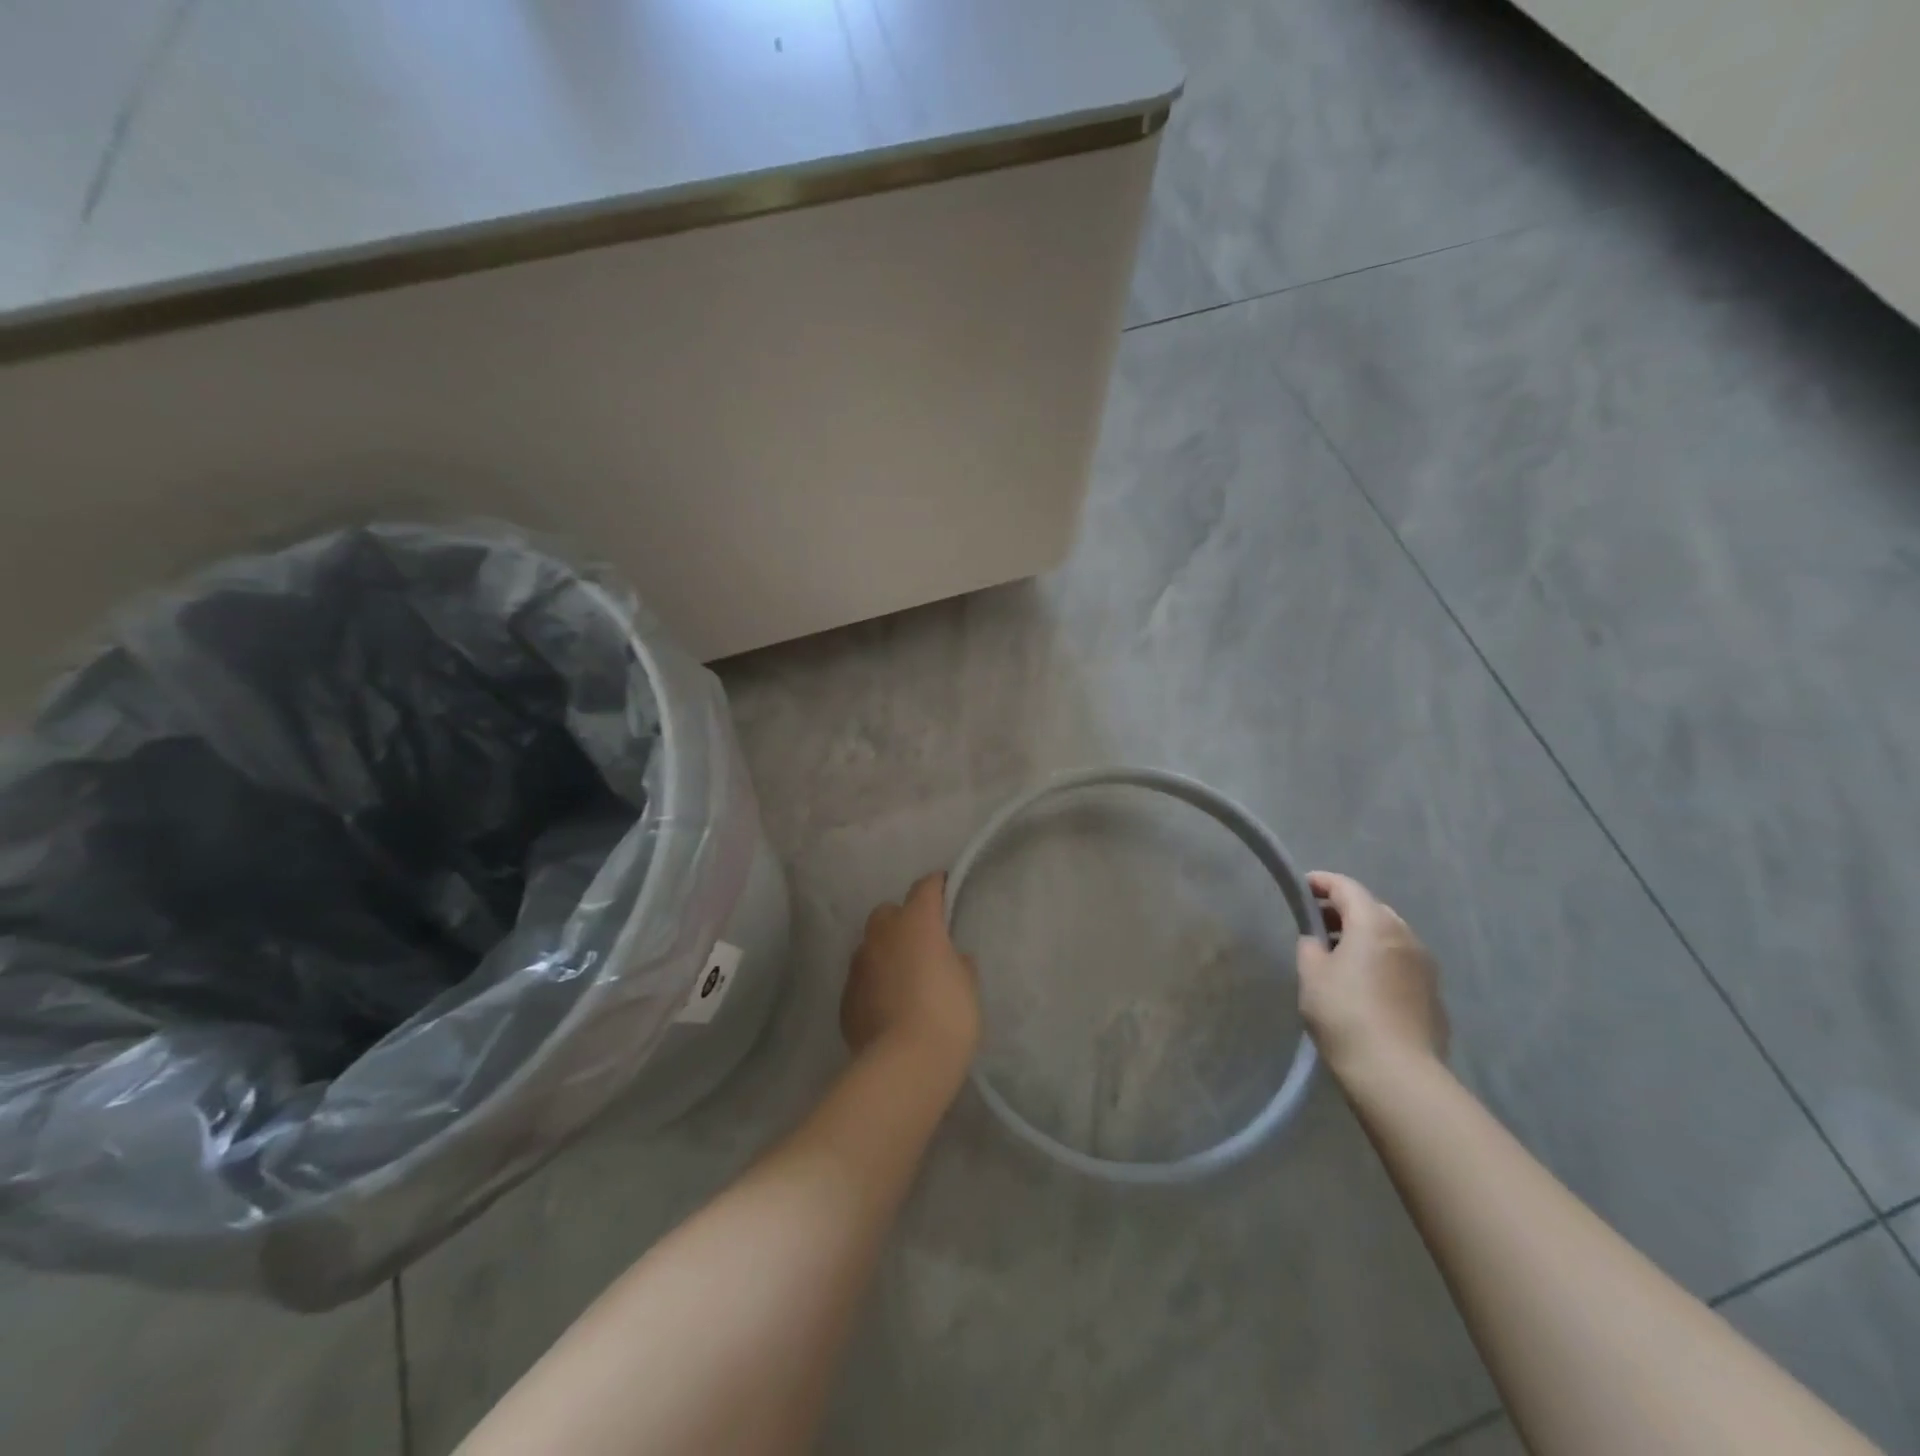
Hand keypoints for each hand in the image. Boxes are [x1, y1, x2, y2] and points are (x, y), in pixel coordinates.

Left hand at [843, 873, 980, 1071]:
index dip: (937, 887)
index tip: (946, 892)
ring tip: (903, 979)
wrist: (905, 1064)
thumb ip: (958, 962)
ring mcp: (859, 965)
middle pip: (888, 912)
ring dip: (885, 953)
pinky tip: (888, 1006)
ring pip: (870, 946)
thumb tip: (950, 958)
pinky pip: (862, 979)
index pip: (925, 887)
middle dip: (903, 920)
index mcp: (916, 922)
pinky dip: (874, 984)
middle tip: (922, 943)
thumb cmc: (948, 1015)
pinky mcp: (846, 997)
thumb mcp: (968, 984)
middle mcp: (882, 934)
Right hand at [1298, 871, 1448, 1079]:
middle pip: (1372, 909)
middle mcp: (1406, 936)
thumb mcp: (1311, 974)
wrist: (1396, 1072)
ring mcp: (1426, 966)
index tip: (1302, 887)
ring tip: (1339, 955)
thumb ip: (1311, 946)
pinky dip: (1381, 960)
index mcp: (1374, 924)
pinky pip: (1402, 962)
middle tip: (1318, 923)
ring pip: (1390, 936)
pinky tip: (1364, 984)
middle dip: (1344, 910)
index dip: (1322, 882)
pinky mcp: (1433, 994)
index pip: (1347, 888)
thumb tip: (1319, 942)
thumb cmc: (1344, 1014)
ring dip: (1364, 936)